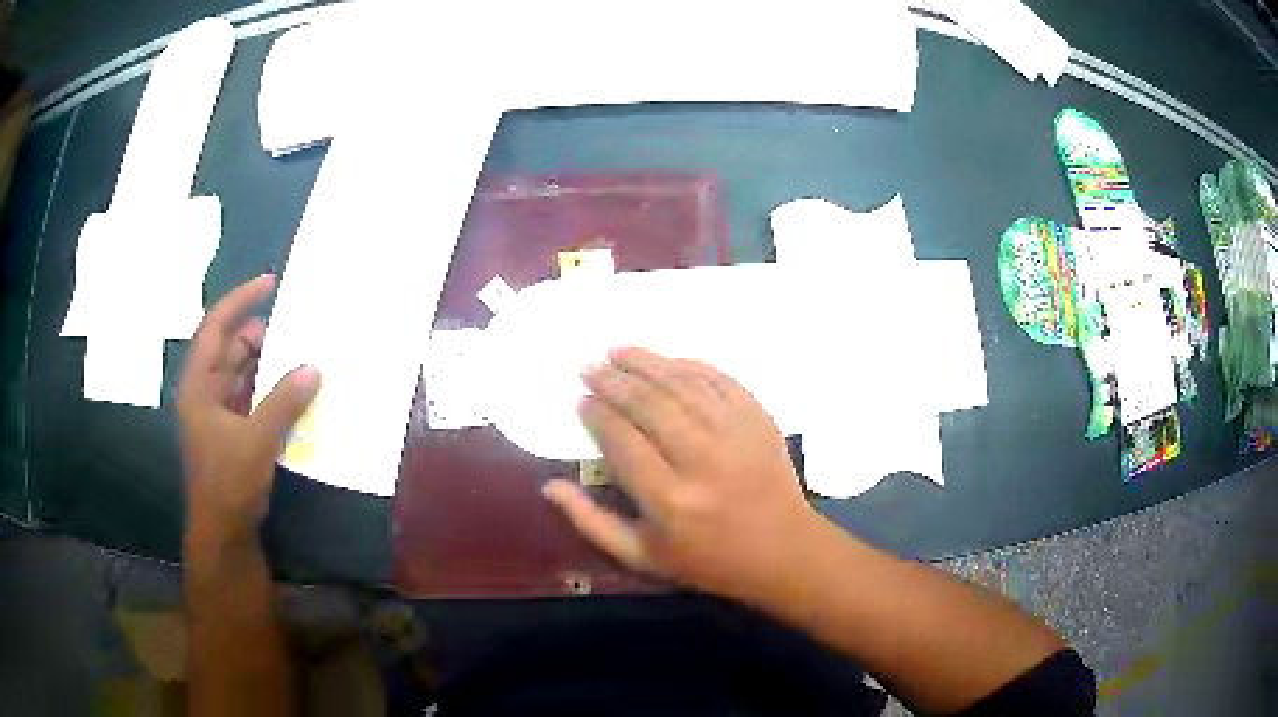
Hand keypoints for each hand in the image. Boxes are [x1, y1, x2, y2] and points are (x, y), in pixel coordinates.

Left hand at [177, 274, 320, 546]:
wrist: (224, 533)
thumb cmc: (229, 483)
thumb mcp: (256, 440)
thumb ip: (283, 402)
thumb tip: (313, 368)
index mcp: (199, 385)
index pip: (216, 328)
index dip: (240, 300)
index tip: (270, 283)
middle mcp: (207, 393)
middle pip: (233, 349)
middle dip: (263, 337)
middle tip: (297, 331)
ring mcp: (221, 414)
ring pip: (246, 375)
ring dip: (271, 366)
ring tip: (303, 358)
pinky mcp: (235, 433)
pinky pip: (255, 399)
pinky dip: (274, 393)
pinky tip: (297, 393)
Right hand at [542, 347, 818, 600]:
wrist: (781, 551)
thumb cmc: (706, 561)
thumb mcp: (641, 556)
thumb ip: (590, 522)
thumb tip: (549, 485)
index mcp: (669, 499)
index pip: (621, 440)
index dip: (597, 414)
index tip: (582, 400)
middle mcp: (701, 460)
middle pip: (648, 404)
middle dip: (614, 380)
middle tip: (590, 367)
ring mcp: (736, 434)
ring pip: (682, 384)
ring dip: (646, 363)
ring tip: (618, 352)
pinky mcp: (759, 420)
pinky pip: (720, 380)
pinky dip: (691, 366)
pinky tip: (668, 362)